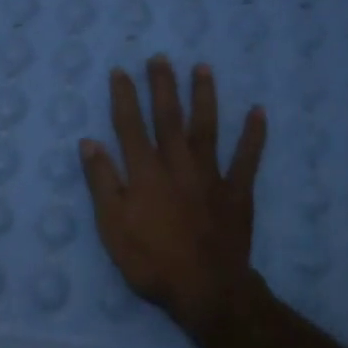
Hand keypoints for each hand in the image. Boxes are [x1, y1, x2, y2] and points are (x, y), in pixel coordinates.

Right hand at [79, 55, 266, 339]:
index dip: (124, 97)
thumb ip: (102, 182)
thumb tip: (89, 142)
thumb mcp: (112, 226)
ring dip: (204, 96)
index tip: (121, 71)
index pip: (129, 125)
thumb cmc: (151, 261)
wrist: (205, 288)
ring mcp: (210, 175)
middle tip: (160, 58)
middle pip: (168, 117)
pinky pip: (247, 158)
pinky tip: (258, 111)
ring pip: (206, 128)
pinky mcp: (236, 191)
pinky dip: (254, 135)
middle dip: (162, 85)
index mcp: (144, 172)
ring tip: (202, 68)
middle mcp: (177, 164)